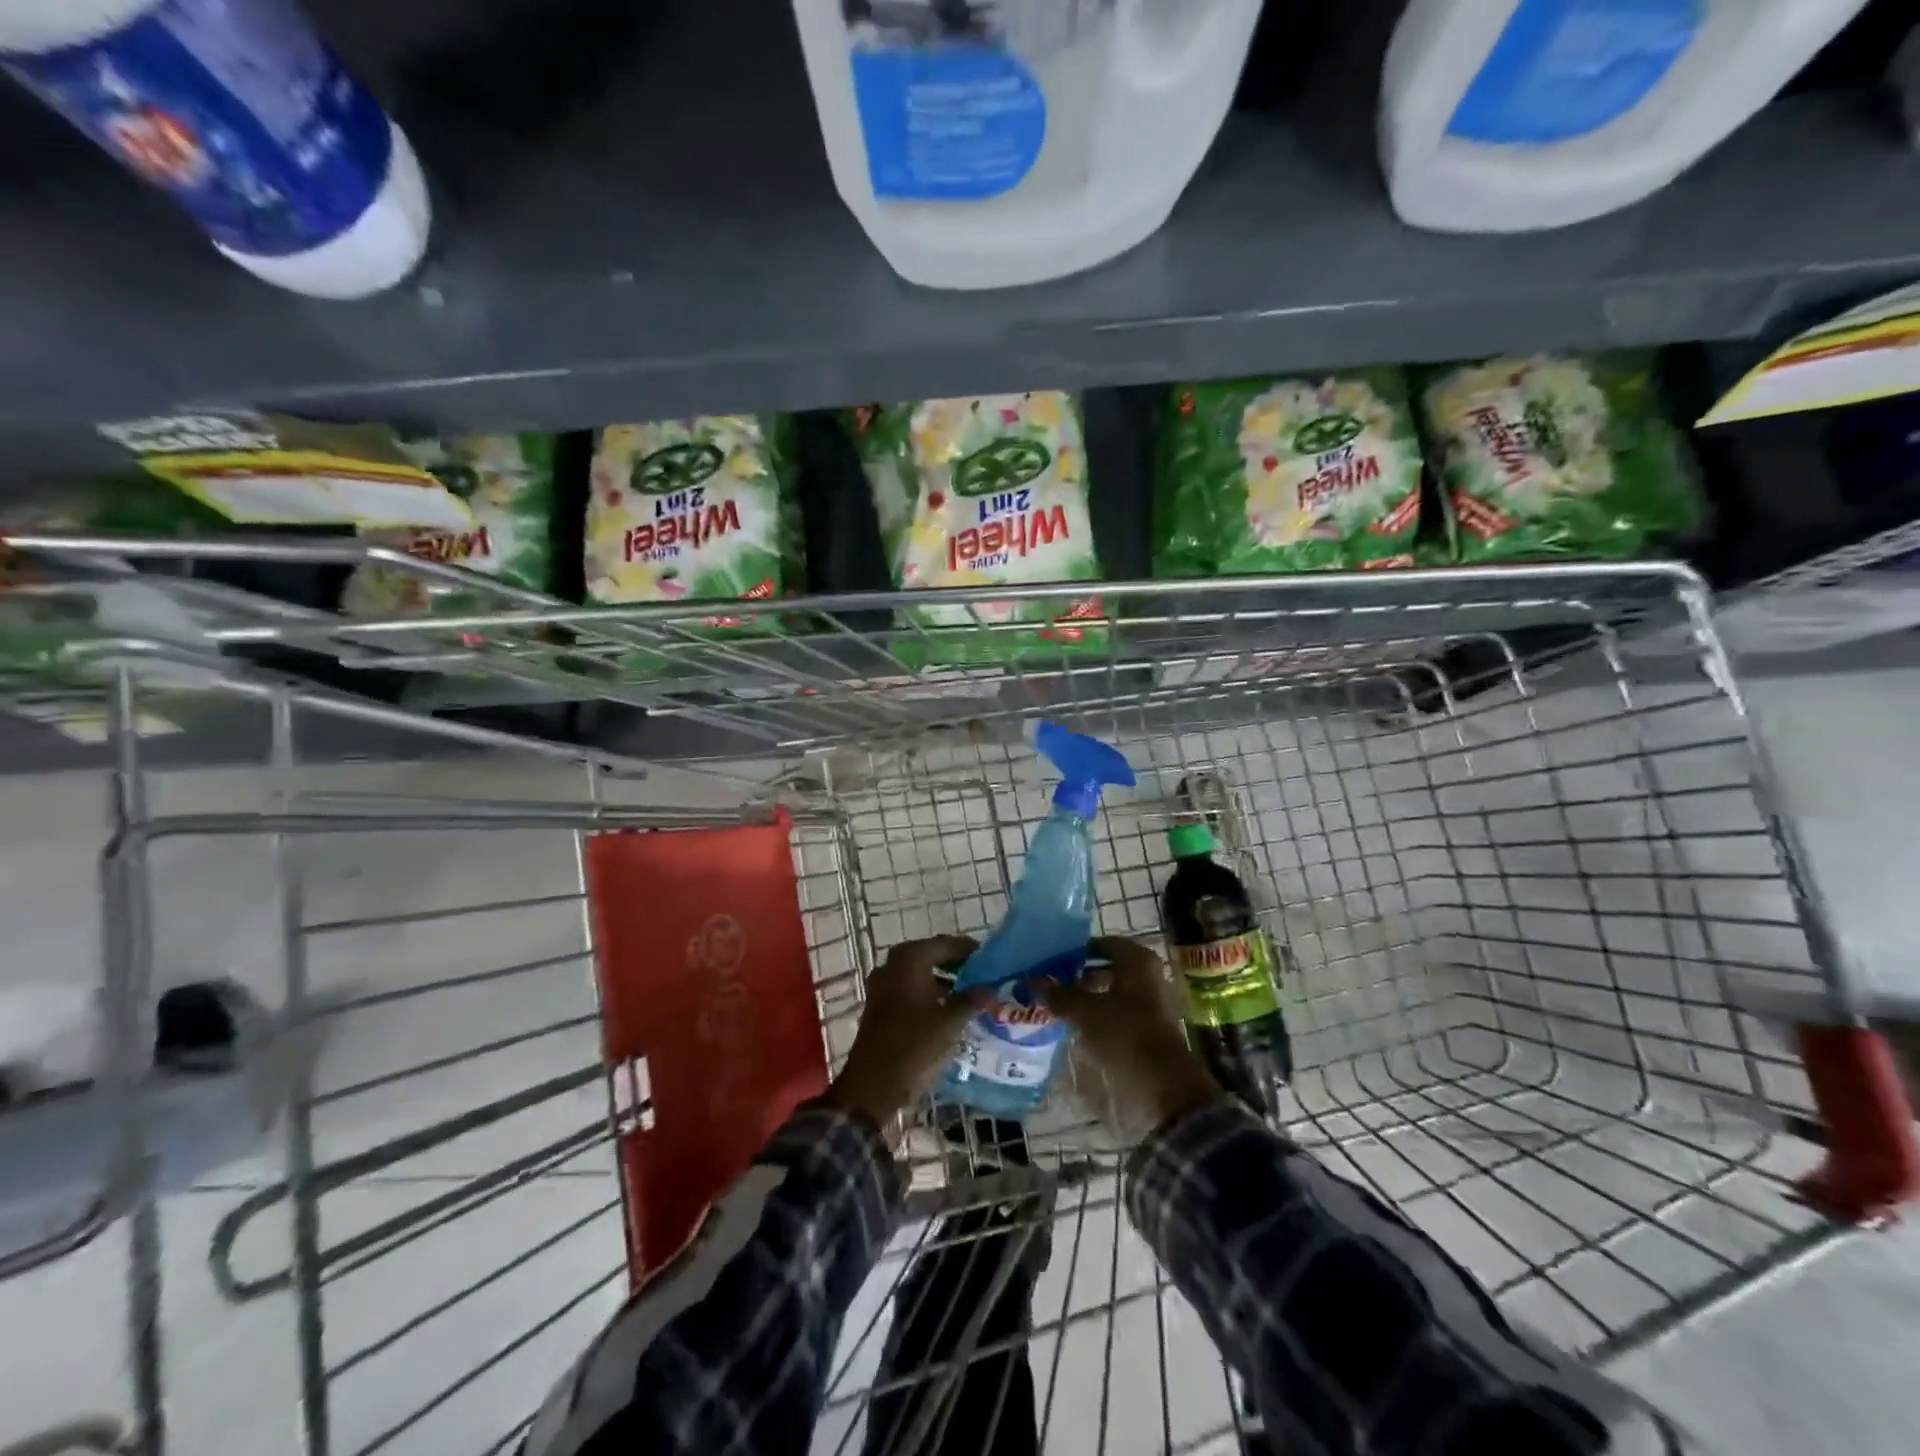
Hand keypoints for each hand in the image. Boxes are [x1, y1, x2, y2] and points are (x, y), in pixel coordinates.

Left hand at [824, 936, 985, 1126]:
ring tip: (968, 990)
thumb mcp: (950, 1022)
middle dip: (955, 963)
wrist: (873, 1083)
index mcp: (909, 960)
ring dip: (941, 978)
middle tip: (980, 973)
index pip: (945, 944)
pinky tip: (945, 1006)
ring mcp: (882, 984)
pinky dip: (927, 991)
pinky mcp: (879, 1003)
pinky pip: (908, 986)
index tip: (989, 958)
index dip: (968, 950)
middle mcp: (892, 964)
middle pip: (930, 954)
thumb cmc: (913, 1045)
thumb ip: (972, 1000)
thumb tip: (992, 989)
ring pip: (918, 971)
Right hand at [1038, 937, 1222, 1128]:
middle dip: (1077, 975)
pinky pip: (1117, 1011)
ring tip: (1057, 1005)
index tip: (1050, 961)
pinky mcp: (1149, 1026)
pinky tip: (1075, 1025)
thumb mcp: (1084, 1012)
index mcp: (1137, 960)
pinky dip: (1098, 1014)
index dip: (1073, 952)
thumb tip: (1030, 981)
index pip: (1099, 944)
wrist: (1164, 1084)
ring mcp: (1151, 1001)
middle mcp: (1148, 974)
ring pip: (1110, 991)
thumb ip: (1058, 994)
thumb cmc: (1125, 1034)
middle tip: (1050, 983)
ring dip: (1086, 997)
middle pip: (1105, 967)